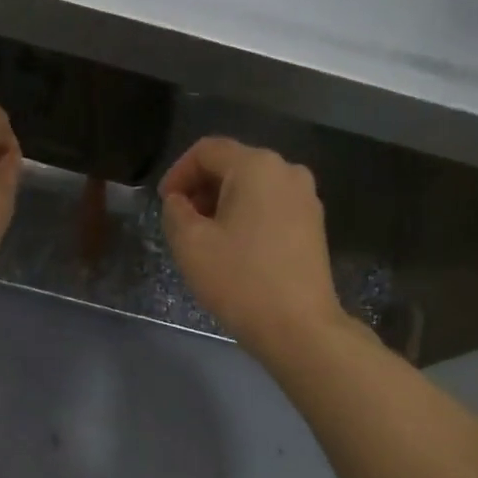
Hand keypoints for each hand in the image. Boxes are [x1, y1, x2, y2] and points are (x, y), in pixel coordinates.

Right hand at [160, 136, 343, 355]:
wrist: (298, 326)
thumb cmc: (239, 279)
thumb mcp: (190, 243)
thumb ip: (175, 211)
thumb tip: (180, 201)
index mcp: (256, 166)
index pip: (206, 150)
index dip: (178, 172)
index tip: (164, 204)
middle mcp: (287, 170)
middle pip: (232, 164)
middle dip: (200, 188)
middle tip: (181, 221)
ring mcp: (306, 197)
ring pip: (252, 186)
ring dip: (222, 202)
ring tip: (205, 237)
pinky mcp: (313, 223)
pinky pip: (271, 205)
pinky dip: (246, 215)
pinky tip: (234, 247)